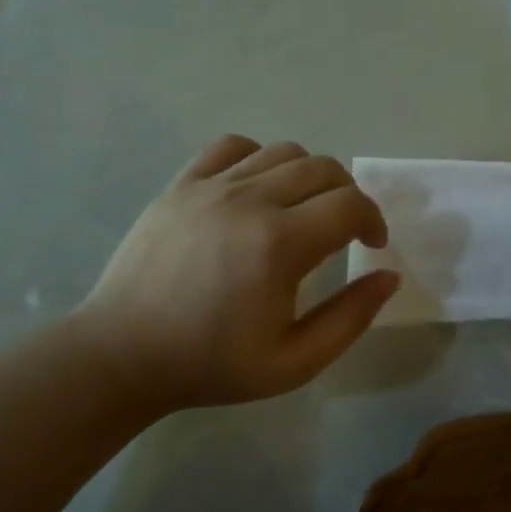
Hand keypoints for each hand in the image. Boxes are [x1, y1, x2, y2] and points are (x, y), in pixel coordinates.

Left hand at [69, 136, 398, 409]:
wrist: (122, 355)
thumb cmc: (211, 365)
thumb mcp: (294, 362)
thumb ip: (351, 318)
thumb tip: (388, 276)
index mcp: (280, 245)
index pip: (351, 205)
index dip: (373, 220)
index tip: (370, 244)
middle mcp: (250, 201)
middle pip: (324, 169)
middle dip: (348, 196)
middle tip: (342, 230)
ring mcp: (211, 186)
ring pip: (284, 152)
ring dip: (309, 176)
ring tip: (301, 210)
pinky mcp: (181, 184)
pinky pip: (233, 146)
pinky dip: (259, 158)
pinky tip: (256, 189)